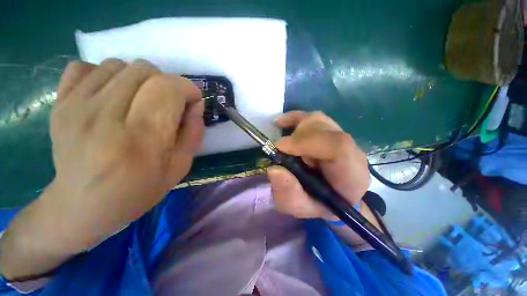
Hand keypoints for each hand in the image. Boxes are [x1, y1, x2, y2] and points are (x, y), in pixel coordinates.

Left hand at [0, 59, 203, 279]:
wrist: (81, 207)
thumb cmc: (139, 191)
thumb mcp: (180, 165)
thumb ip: (190, 130)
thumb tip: (193, 105)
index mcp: (142, 137)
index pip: (169, 88)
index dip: (187, 87)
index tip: (195, 97)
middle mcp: (109, 113)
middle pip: (146, 71)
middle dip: (168, 82)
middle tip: (172, 101)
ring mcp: (78, 104)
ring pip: (120, 65)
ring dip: (140, 79)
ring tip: (142, 100)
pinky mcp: (62, 102)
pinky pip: (88, 68)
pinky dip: (106, 75)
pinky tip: (110, 94)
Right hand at [267, 111, 369, 219]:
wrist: (336, 197)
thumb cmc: (319, 205)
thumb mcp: (301, 207)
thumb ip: (289, 194)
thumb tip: (274, 170)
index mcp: (351, 174)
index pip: (338, 146)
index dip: (306, 141)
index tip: (280, 148)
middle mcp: (351, 150)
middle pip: (324, 128)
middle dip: (296, 137)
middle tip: (280, 151)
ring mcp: (343, 137)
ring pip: (317, 120)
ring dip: (295, 128)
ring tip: (284, 143)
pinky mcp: (332, 131)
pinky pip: (314, 117)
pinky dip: (295, 118)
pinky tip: (281, 122)